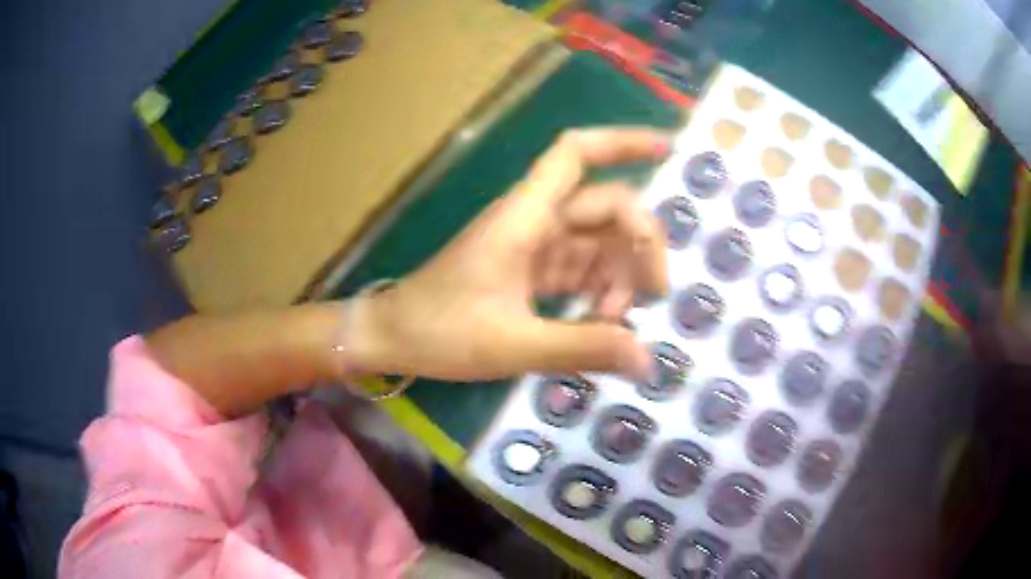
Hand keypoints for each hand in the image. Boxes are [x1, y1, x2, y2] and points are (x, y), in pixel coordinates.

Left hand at [343, 128, 670, 381]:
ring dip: (619, 275)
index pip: (577, 154)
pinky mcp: (530, 272)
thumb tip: (646, 359)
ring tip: (617, 321)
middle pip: (606, 206)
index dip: (624, 142)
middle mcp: (535, 220)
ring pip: (597, 241)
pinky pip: (580, 269)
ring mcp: (534, 246)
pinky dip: (600, 290)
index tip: (669, 150)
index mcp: (525, 216)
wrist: (393, 337)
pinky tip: (604, 321)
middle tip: (654, 296)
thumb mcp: (514, 345)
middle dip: (640, 244)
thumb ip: (583, 347)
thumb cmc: (441, 331)